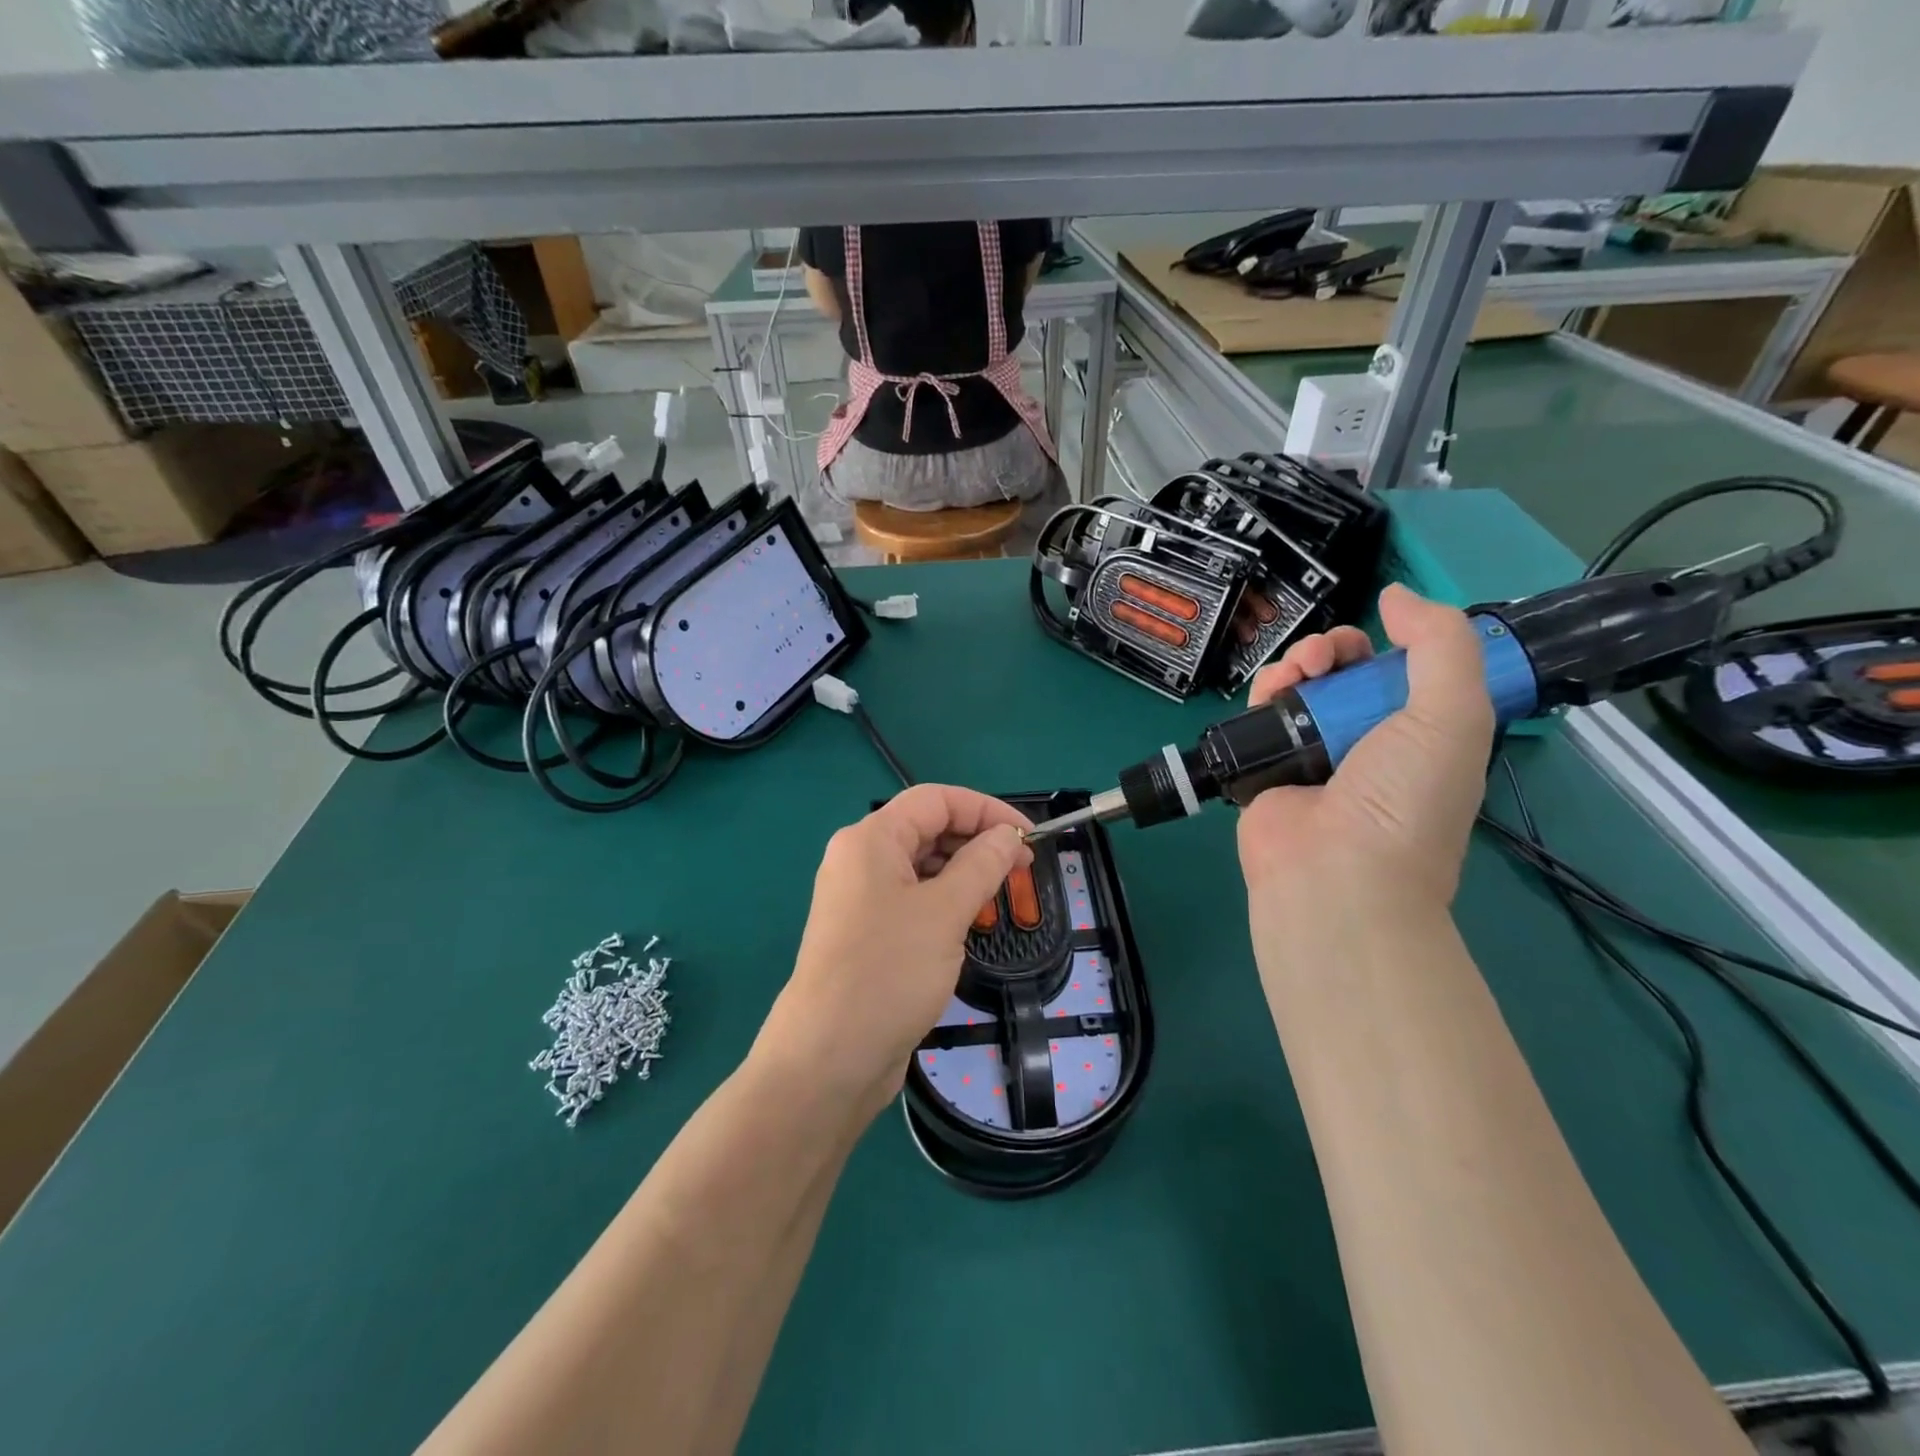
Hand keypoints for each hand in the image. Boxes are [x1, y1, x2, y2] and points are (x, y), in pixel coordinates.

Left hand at [759, 785, 1032, 1116]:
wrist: (829, 1059)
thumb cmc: (888, 972)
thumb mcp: (945, 912)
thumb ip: (981, 864)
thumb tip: (1007, 835)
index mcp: (870, 840)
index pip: (936, 800)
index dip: (987, 810)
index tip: (1029, 838)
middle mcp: (860, 860)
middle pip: (927, 829)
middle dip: (977, 841)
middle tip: (1023, 870)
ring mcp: (860, 898)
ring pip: (922, 867)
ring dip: (964, 874)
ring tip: (1001, 897)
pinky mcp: (866, 933)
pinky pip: (912, 900)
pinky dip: (945, 902)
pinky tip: (969, 924)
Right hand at [1236, 585, 1493, 921]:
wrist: (1336, 873)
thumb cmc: (1405, 799)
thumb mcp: (1454, 715)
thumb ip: (1441, 644)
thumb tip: (1397, 595)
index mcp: (1419, 735)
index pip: (1401, 675)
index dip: (1389, 646)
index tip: (1378, 638)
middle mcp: (1365, 743)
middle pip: (1345, 674)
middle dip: (1335, 650)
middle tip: (1325, 658)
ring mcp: (1312, 755)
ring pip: (1300, 687)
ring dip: (1298, 663)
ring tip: (1297, 672)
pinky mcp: (1265, 765)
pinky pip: (1261, 714)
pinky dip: (1265, 692)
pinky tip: (1272, 690)